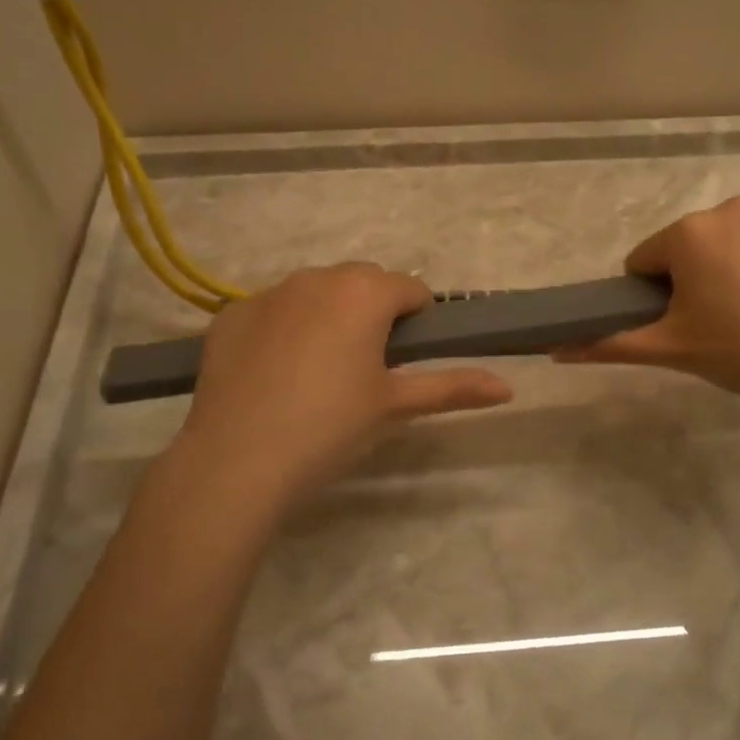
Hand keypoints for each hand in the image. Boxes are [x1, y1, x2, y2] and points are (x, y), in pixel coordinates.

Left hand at [174, 264, 512, 509]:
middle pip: (363, 282)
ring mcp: (268, 292)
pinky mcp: (231, 314)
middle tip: (366, 367)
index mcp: (364, 292)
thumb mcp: (395, 406)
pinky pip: (272, 309)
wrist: (235, 462)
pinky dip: (282, 328)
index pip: (411, 290)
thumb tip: (508, 387)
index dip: (418, 321)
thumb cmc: (329, 429)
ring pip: (315, 291)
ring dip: (328, 314)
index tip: (406, 359)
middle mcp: (317, 277)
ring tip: (318, 370)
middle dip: (372, 312)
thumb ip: (453, 387)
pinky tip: (274, 374)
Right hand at [556, 197, 739, 409]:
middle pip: (689, 246)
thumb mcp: (672, 351)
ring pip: (732, 240)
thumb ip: (610, 345)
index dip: (656, 297)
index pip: (645, 261)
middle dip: (694, 279)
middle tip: (721, 324)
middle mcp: (729, 208)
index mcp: (688, 233)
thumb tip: (553, 349)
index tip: (684, 325)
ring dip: (732, 267)